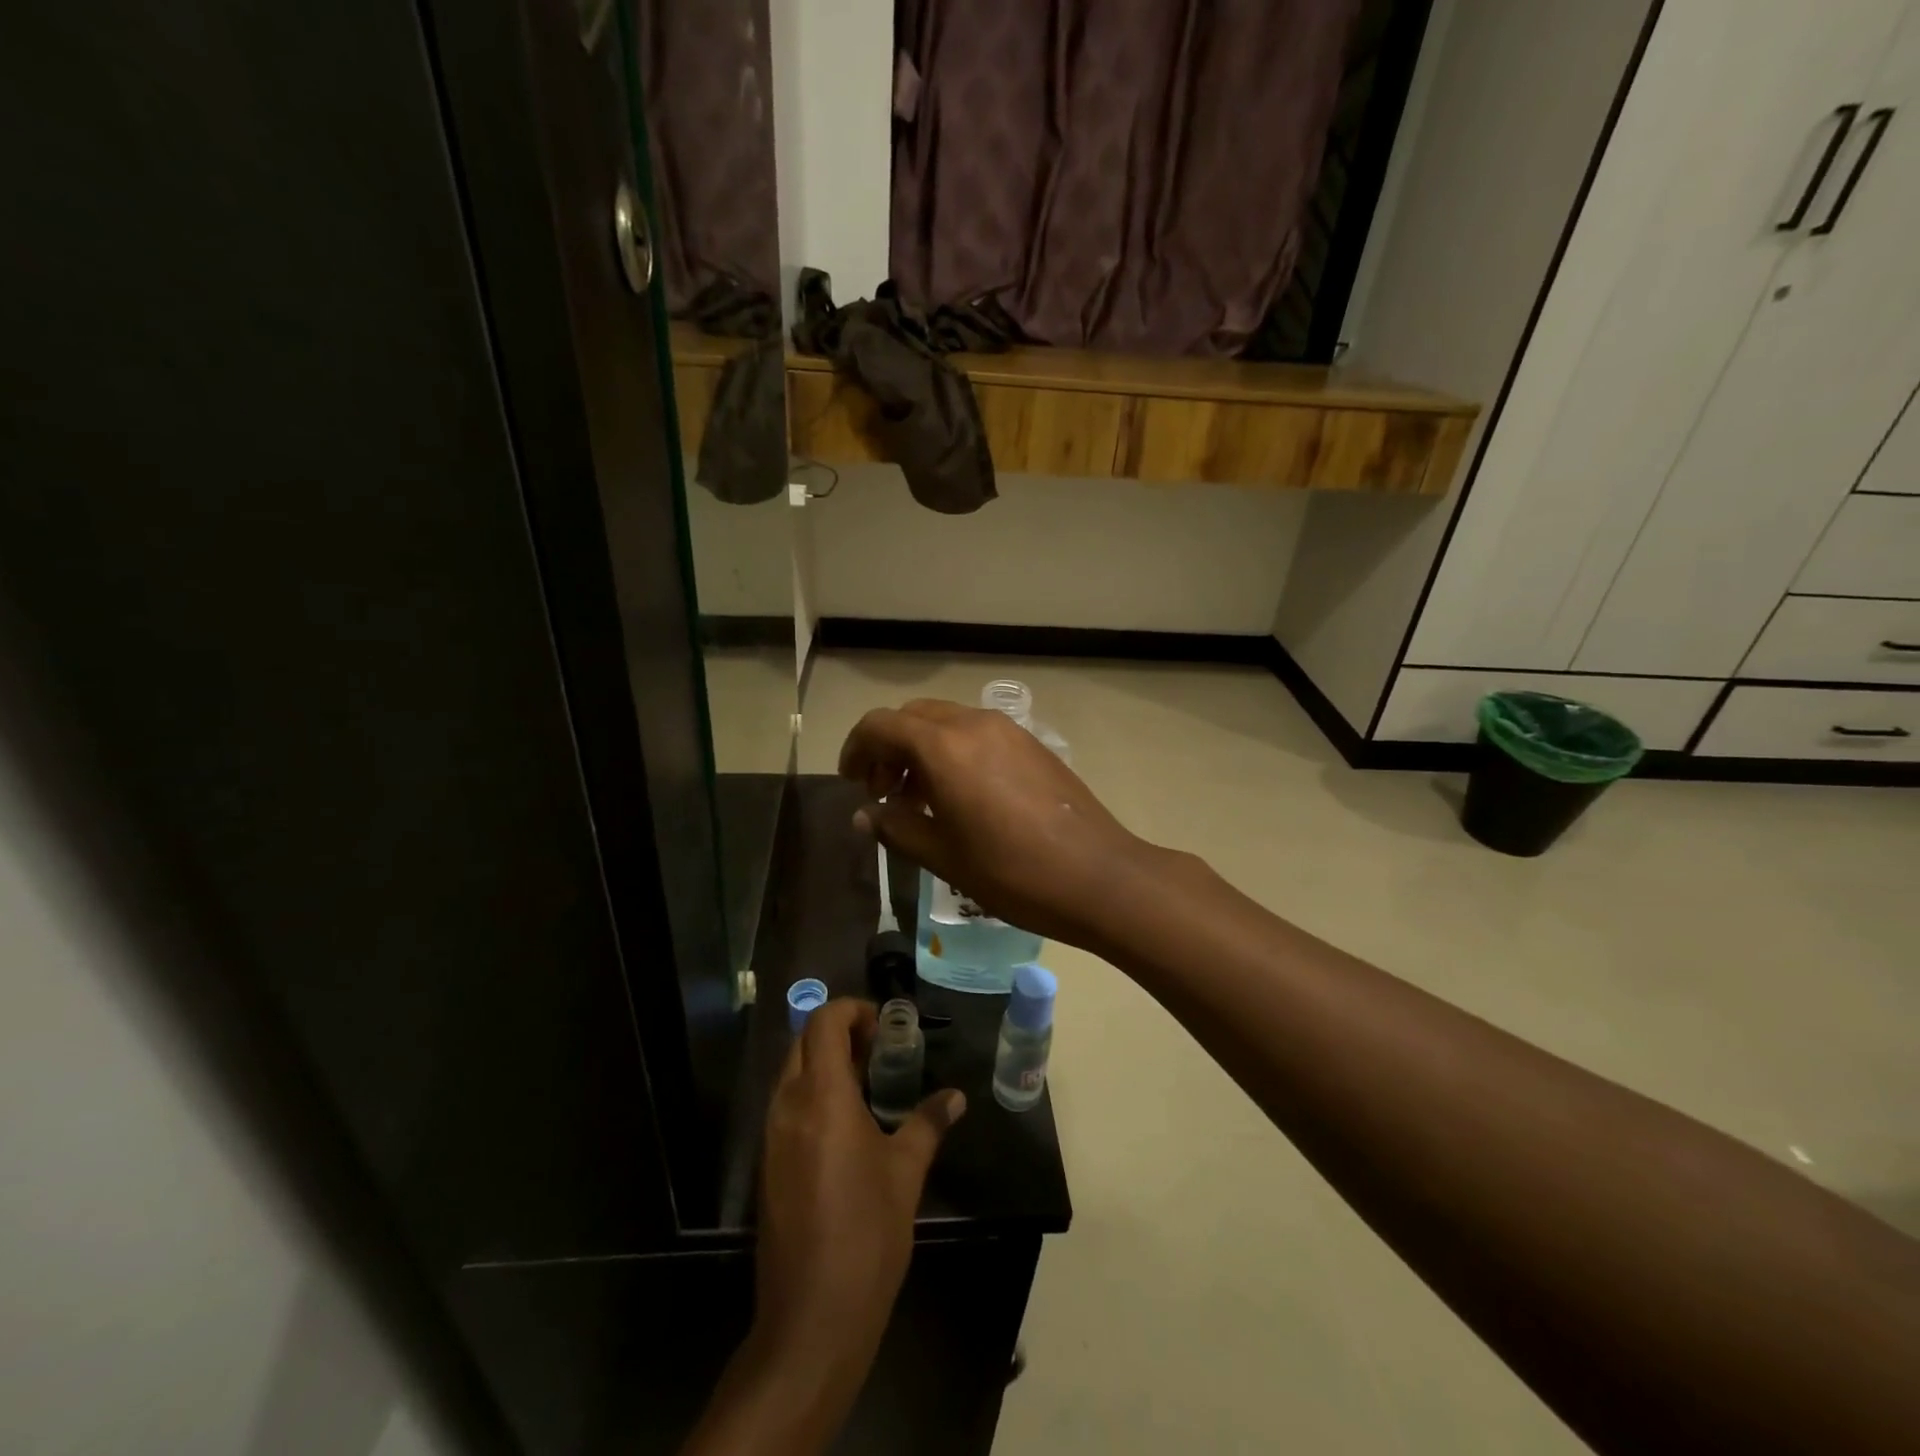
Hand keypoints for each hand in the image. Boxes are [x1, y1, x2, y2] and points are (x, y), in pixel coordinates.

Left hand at [754, 997, 965, 1385]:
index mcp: (821, 1097)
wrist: (812, 1318)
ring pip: (792, 1072)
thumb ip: (928, 1124)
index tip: (885, 1027)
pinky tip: (846, 1123)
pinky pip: (787, 1105)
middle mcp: (788, 1106)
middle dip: (840, 1032)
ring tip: (868, 1082)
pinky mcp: (767, 1164)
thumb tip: (954, 1097)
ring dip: (825, 1062)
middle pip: (804, 1041)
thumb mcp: (906, 1173)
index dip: (853, 1011)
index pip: (824, 1022)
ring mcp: (772, 1136)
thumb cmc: (866, 1234)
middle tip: (880, 1050)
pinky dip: (813, 1093)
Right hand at [839, 698, 1152, 947]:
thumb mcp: (943, 856)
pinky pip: (977, 733)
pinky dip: (953, 752)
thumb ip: (896, 827)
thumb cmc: (1012, 872)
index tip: (851, 783)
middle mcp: (974, 723)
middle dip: (888, 748)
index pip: (881, 725)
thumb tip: (865, 814)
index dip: (856, 749)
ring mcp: (1008, 730)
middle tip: (884, 793)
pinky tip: (960, 797)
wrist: (1099, 876)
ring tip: (919, 799)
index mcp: (944, 747)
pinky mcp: (1032, 744)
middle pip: (913, 716)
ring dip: (921, 749)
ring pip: (946, 722)